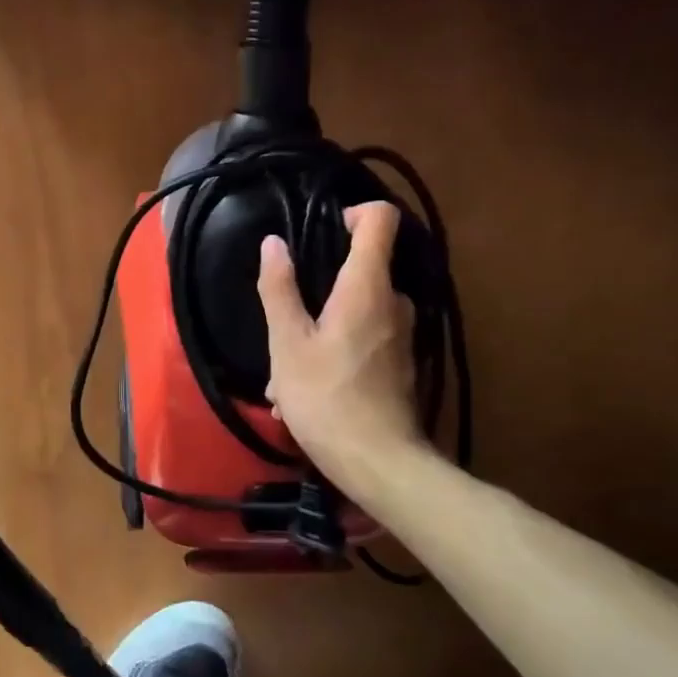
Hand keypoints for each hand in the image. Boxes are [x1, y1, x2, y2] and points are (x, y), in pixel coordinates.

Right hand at [256, 201, 422, 485]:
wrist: (379, 463)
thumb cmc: (326, 397)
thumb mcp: (287, 342)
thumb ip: (279, 288)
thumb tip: (274, 242)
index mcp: (368, 287)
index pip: (381, 221)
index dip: (354, 212)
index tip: (322, 229)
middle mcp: (395, 302)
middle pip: (366, 266)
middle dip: (324, 283)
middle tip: (288, 315)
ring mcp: (403, 335)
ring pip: (360, 308)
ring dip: (324, 324)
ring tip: (287, 365)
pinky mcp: (402, 363)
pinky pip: (366, 338)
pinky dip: (338, 348)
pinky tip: (306, 387)